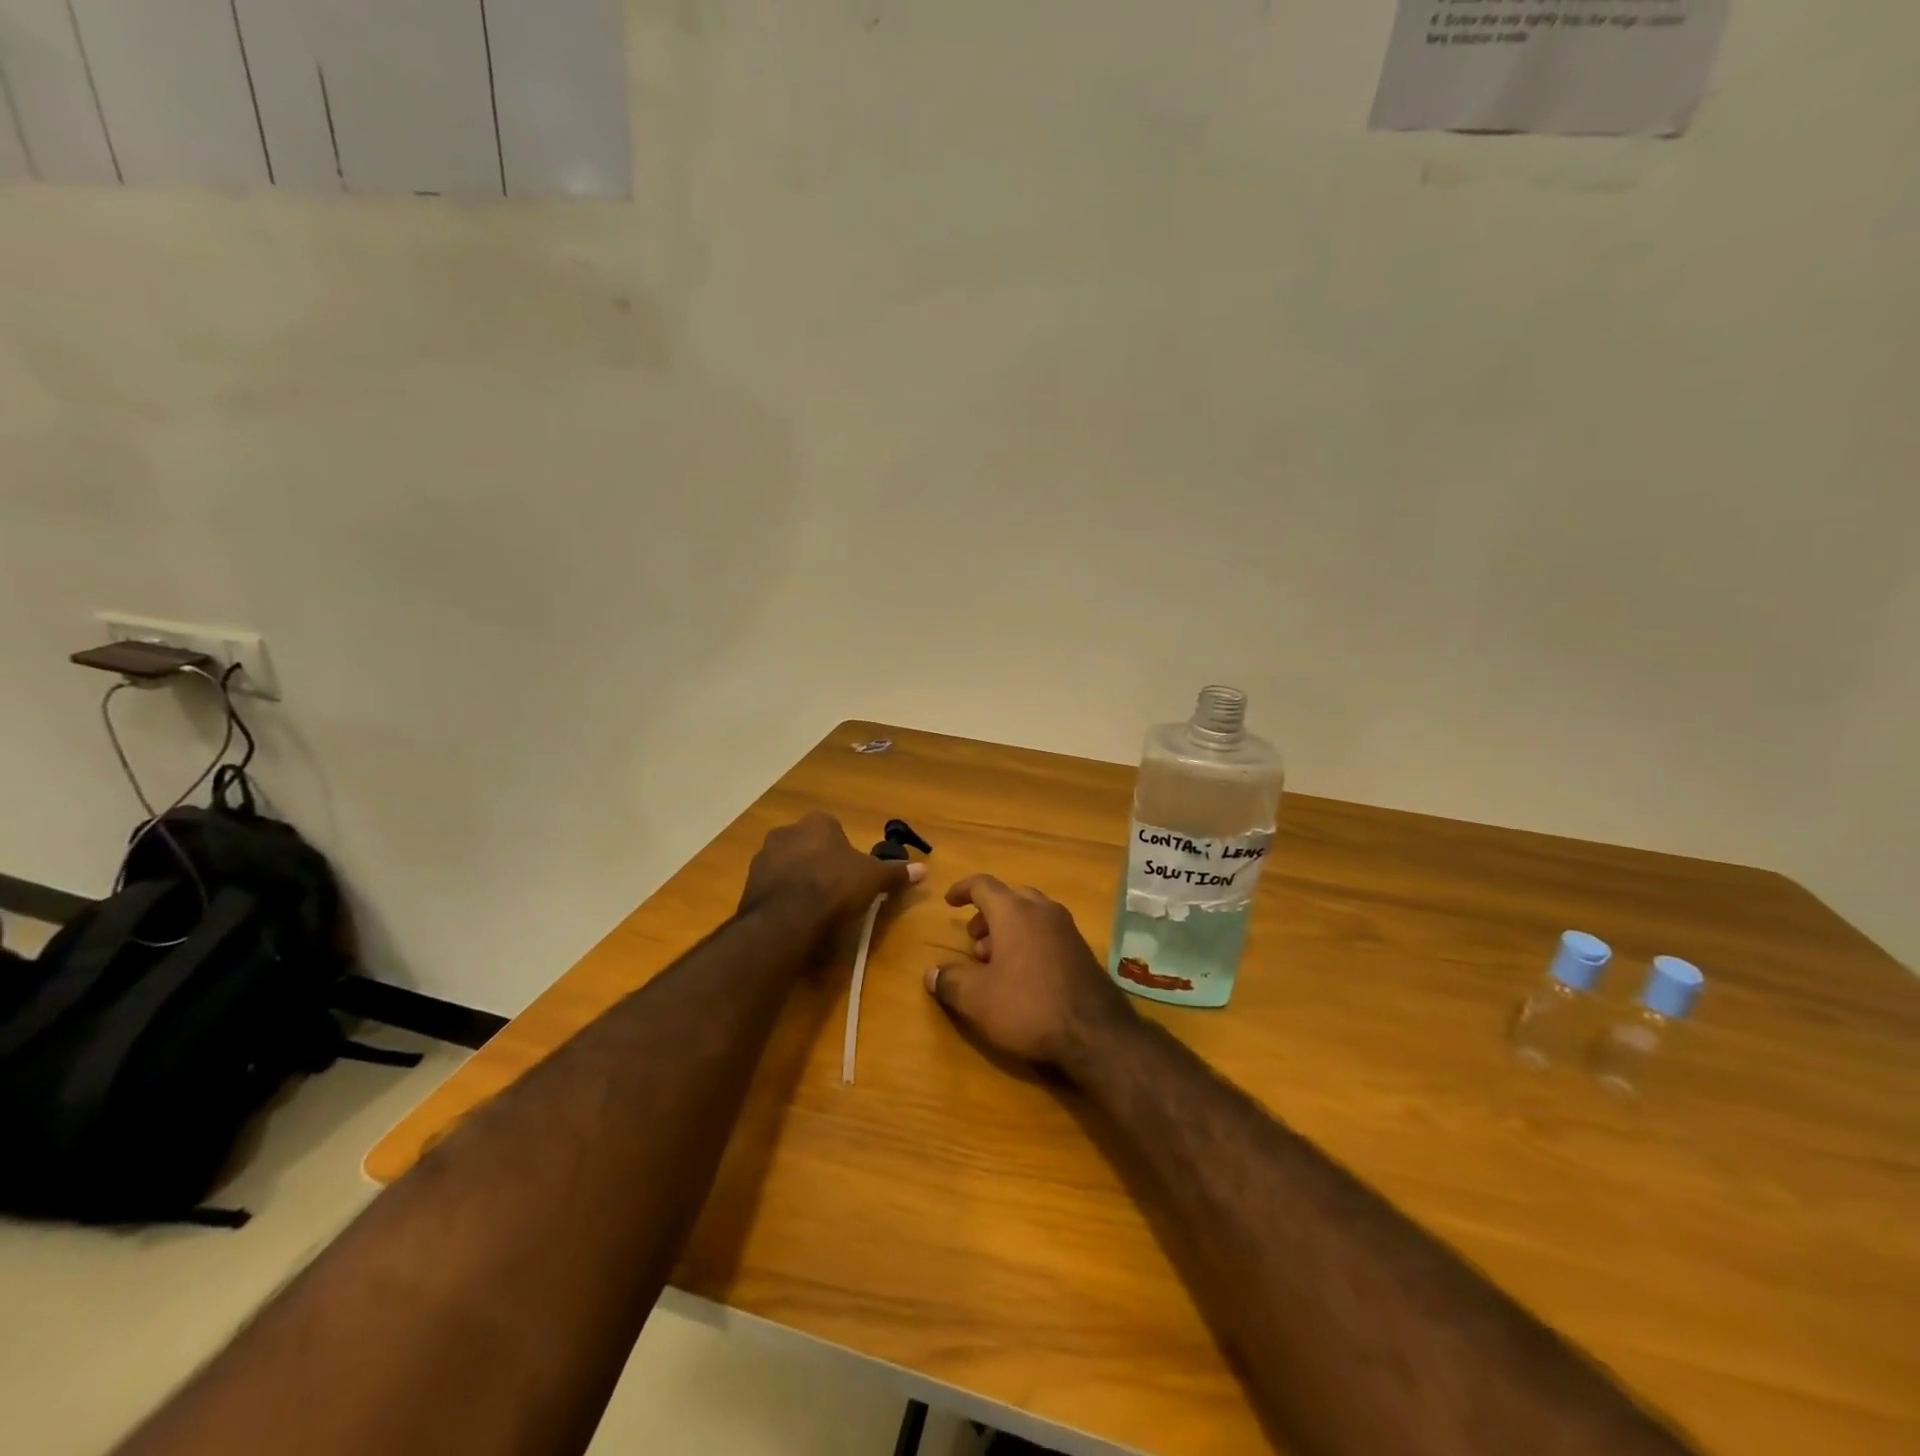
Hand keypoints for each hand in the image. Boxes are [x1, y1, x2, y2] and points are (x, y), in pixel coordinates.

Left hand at [739, 813, 922, 927]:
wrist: (786, 918)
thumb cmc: (835, 887)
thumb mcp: (873, 879)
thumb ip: (896, 873)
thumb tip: (924, 869)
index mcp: (817, 823)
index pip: (834, 830)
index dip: (844, 853)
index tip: (852, 875)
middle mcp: (786, 832)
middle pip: (809, 846)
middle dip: (819, 863)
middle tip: (834, 890)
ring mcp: (763, 857)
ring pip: (788, 865)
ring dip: (798, 880)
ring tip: (814, 907)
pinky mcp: (749, 883)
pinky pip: (772, 887)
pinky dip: (782, 897)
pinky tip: (794, 917)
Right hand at [926, 875, 1135, 1072]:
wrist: (1095, 1033)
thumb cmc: (1028, 1007)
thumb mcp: (977, 1000)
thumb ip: (950, 982)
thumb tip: (931, 973)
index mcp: (1014, 911)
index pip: (983, 885)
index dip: (962, 890)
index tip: (949, 902)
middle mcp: (1042, 910)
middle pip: (1010, 898)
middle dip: (987, 915)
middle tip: (973, 941)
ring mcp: (1067, 929)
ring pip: (1031, 915)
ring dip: (1008, 930)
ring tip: (994, 962)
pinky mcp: (1083, 950)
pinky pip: (1048, 933)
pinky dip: (1029, 941)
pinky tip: (1023, 975)